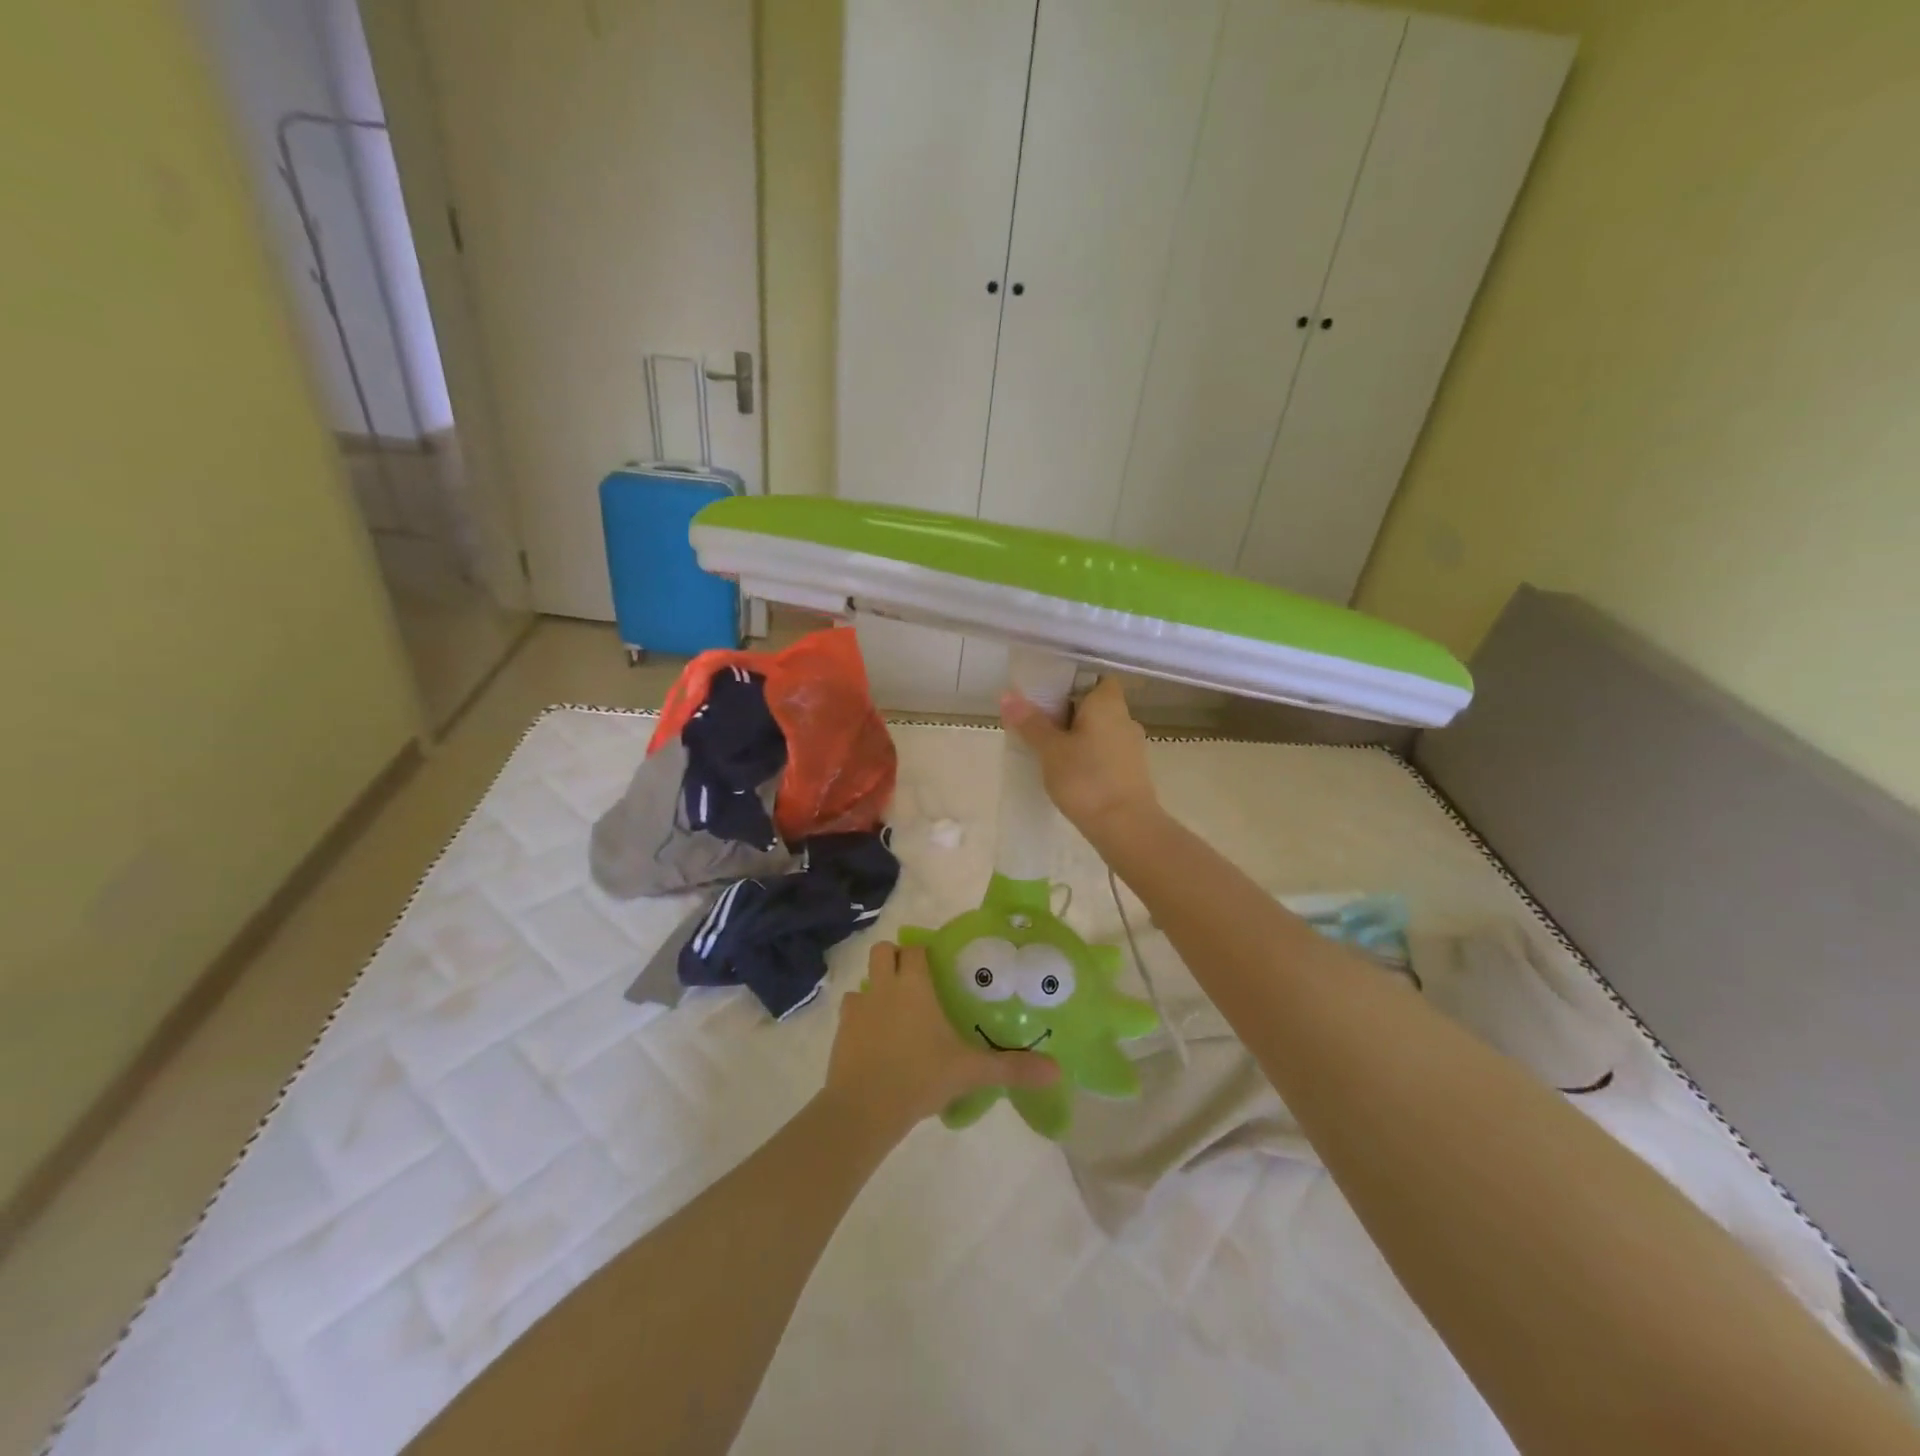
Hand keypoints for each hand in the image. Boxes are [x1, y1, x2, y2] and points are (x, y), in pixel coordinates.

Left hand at [823, 942, 1058, 1142]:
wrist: (864, 1108)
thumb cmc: (920, 1077)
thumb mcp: (971, 1071)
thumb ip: (1011, 1067)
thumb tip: (1056, 1069)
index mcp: (914, 985)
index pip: (915, 949)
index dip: (924, 953)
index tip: (938, 966)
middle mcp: (885, 986)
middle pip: (884, 951)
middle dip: (896, 959)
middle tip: (916, 983)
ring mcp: (859, 1007)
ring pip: (865, 981)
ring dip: (877, 988)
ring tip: (895, 1013)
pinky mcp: (841, 1030)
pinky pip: (851, 1010)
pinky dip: (861, 1016)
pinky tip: (875, 1039)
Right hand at [1000, 676, 1158, 840]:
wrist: (1126, 827)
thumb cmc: (1086, 779)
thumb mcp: (1050, 750)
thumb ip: (1030, 722)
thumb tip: (1007, 695)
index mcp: (1108, 703)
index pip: (1094, 678)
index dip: (1071, 683)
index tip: (1047, 697)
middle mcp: (1125, 718)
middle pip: (1094, 705)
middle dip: (1068, 713)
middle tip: (1038, 725)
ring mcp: (1132, 746)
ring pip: (1099, 731)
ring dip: (1078, 737)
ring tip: (1048, 752)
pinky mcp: (1132, 771)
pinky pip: (1105, 753)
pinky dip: (1088, 757)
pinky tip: (1069, 774)